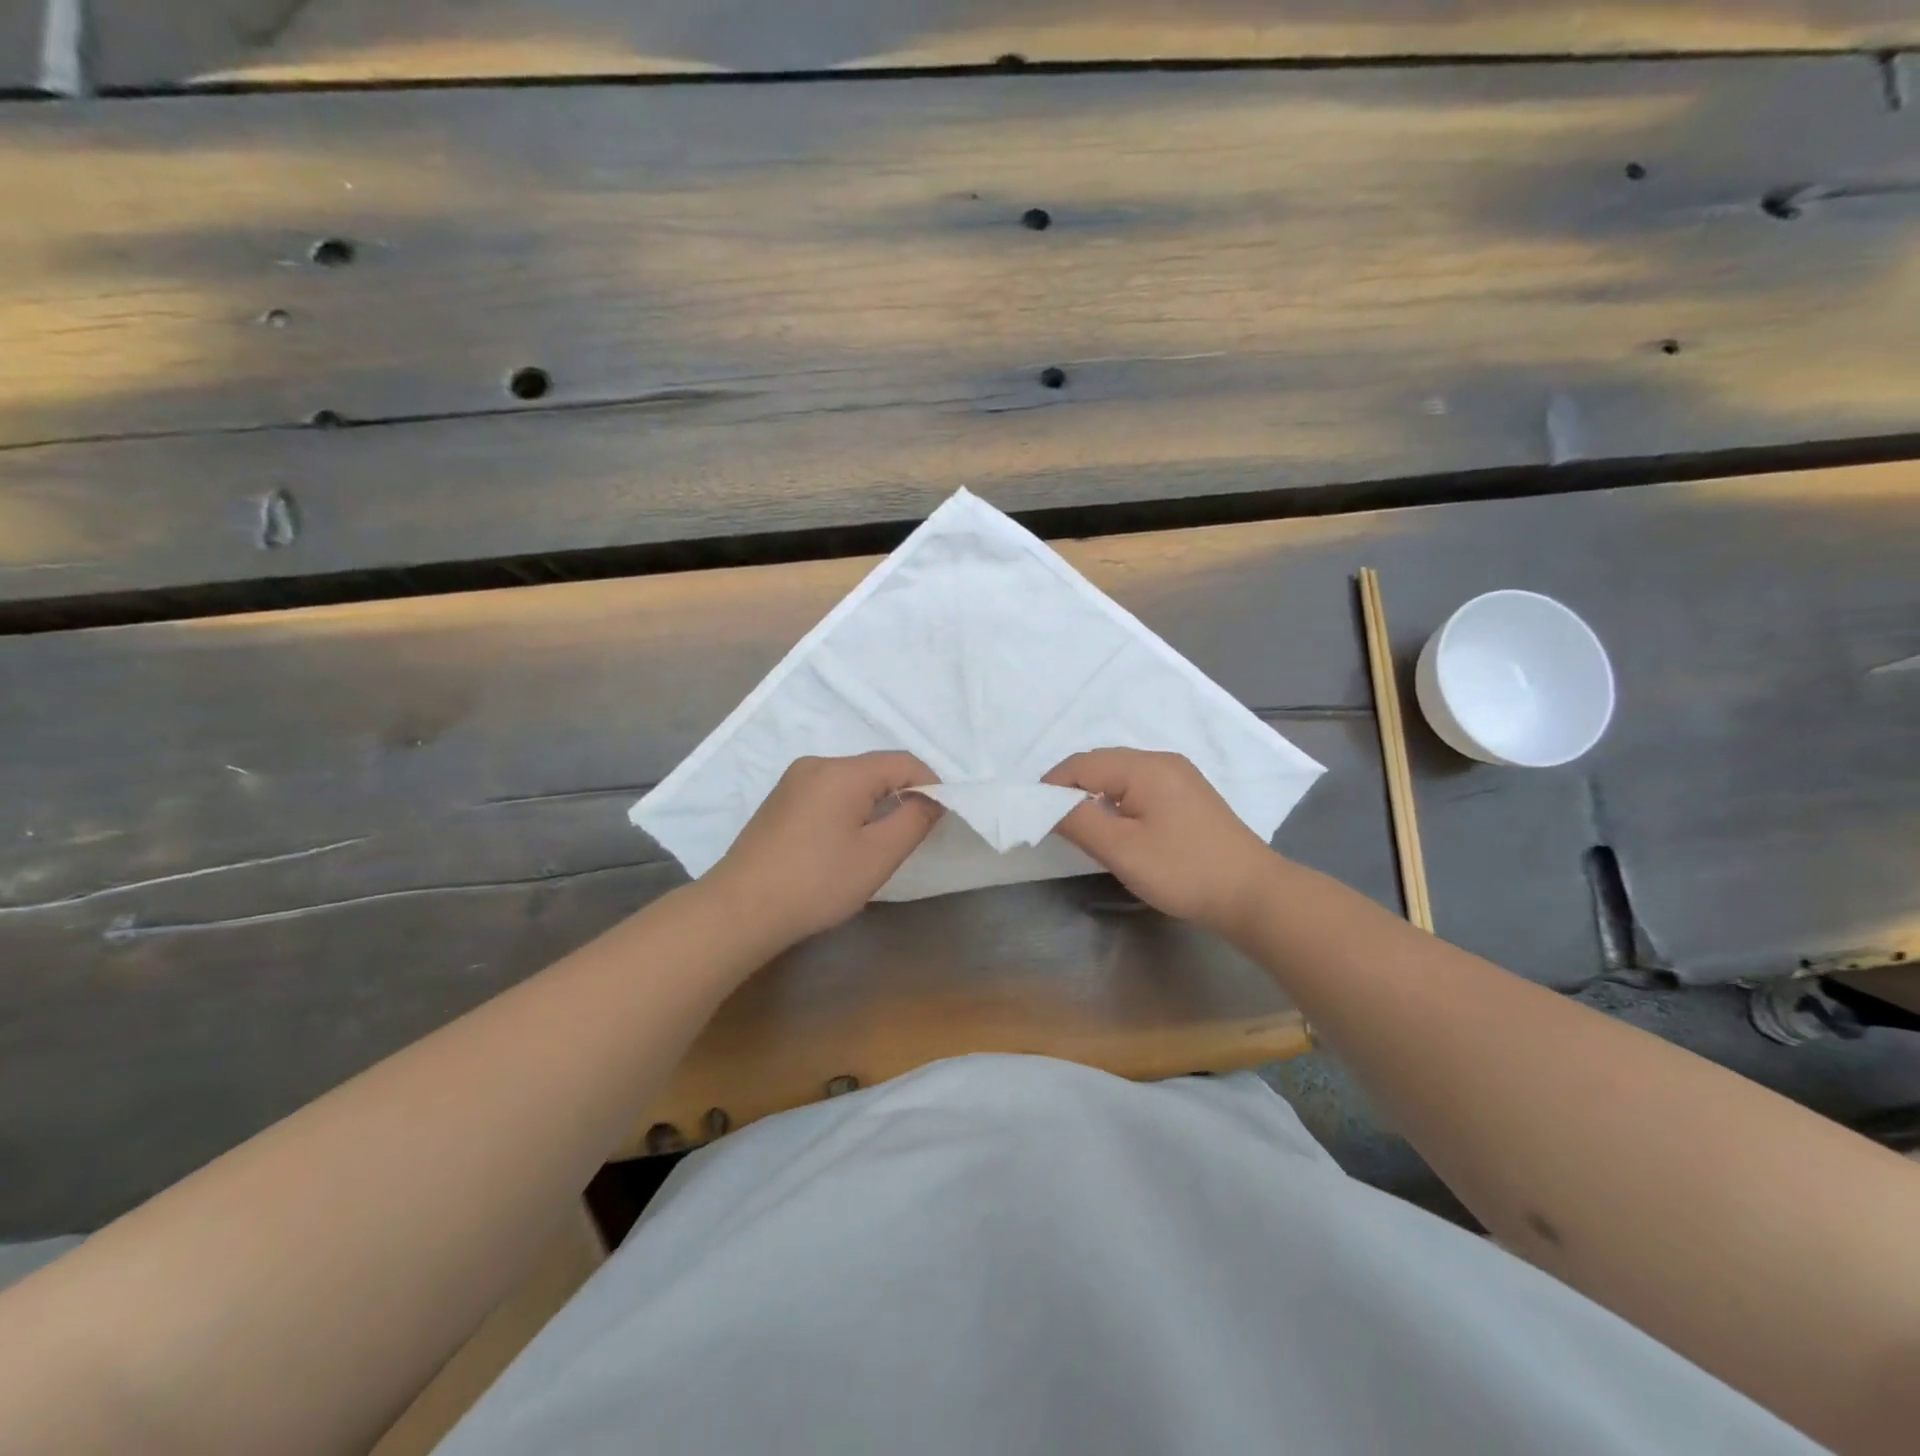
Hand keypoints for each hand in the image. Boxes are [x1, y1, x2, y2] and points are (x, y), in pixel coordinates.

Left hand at [705, 752, 942, 946]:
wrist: (739, 910)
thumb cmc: (817, 882)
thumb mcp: (878, 855)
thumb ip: (914, 820)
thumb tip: (933, 798)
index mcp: (842, 771)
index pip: (902, 762)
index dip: (930, 785)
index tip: (939, 819)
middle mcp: (816, 765)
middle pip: (874, 769)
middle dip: (901, 795)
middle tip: (909, 837)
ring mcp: (792, 782)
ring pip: (850, 782)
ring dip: (873, 805)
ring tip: (875, 846)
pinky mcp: (778, 802)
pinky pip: (827, 793)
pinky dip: (846, 810)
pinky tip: (840, 845)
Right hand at [1045, 749, 1273, 932]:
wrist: (1254, 895)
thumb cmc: (1183, 871)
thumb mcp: (1122, 850)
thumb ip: (1078, 821)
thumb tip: (1046, 804)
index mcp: (1145, 767)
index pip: (1082, 764)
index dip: (1052, 786)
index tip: (1033, 815)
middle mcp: (1162, 761)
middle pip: (1101, 764)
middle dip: (1072, 788)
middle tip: (1053, 822)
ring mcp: (1180, 777)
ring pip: (1121, 775)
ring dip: (1095, 795)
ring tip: (1081, 826)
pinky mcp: (1190, 796)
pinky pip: (1140, 786)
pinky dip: (1118, 800)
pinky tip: (1117, 826)